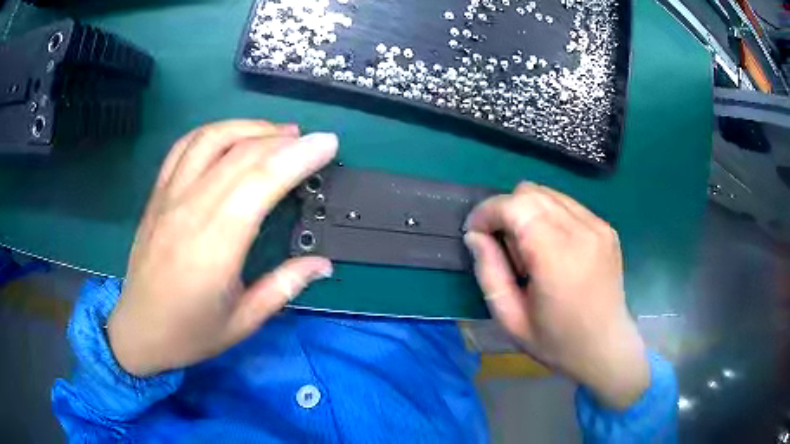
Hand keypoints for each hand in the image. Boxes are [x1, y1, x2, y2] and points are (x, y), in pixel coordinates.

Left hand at [108, 120, 336, 376]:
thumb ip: (284, 287)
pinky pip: (184, 147)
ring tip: (278, 133)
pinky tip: (232, 137)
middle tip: (312, 141)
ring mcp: (169, 197)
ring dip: (249, 127)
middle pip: (240, 154)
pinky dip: (213, 132)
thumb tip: (324, 265)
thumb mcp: (243, 322)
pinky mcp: (157, 194)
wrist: (138, 331)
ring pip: (211, 139)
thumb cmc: (190, 333)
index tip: (328, 145)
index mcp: (214, 246)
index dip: (298, 157)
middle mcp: (190, 210)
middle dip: (284, 140)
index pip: (260, 182)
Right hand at [464, 182, 648, 408]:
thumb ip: (489, 272)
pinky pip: (567, 205)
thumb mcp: (511, 318)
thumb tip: (474, 236)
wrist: (606, 348)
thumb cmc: (556, 342)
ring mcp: (598, 226)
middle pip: (530, 192)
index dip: (487, 211)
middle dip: (505, 210)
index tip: (475, 232)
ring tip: (529, 248)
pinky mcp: (606, 228)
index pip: (515, 205)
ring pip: (548, 194)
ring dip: (527, 211)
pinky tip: (552, 247)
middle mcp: (581, 230)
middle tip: (502, 246)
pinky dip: (549, 216)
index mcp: (557, 255)